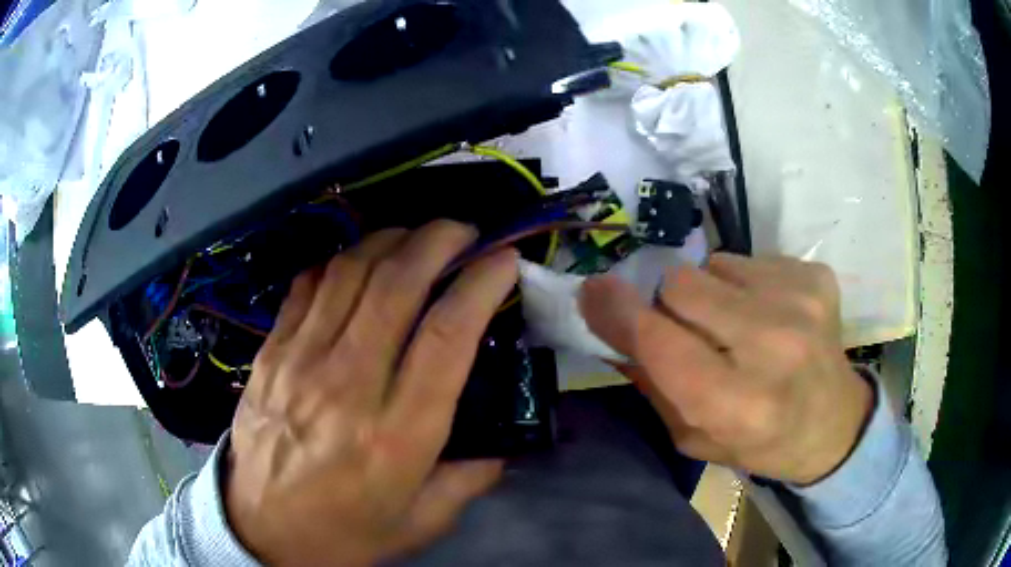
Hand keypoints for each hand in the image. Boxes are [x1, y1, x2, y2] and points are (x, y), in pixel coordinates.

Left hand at [225, 221, 518, 565]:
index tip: (504, 260)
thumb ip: (471, 477)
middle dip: (438, 240)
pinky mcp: (270, 353)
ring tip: (416, 238)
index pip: (447, 334)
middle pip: (397, 283)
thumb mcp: (422, 521)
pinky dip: (340, 262)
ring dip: (391, 240)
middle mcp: (347, 385)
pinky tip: (358, 264)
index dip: (481, 283)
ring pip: (350, 271)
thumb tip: (502, 439)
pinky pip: (307, 286)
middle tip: (463, 232)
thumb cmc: (345, 532)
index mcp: (396, 433)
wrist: (261, 530)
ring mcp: (299, 361)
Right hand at [581, 254, 872, 484]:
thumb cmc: (760, 442)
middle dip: (670, 303)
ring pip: (714, 265)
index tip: (593, 290)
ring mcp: (801, 302)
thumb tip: (607, 321)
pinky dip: (746, 284)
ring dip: (711, 293)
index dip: (619, 312)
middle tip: (690, 328)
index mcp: (738, 404)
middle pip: (682, 285)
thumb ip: (651, 382)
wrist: (833, 424)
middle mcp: (774, 346)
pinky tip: (769, 315)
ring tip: (738, 325)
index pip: (660, 341)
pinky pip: (750, 260)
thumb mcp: (694, 436)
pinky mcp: (817, 276)